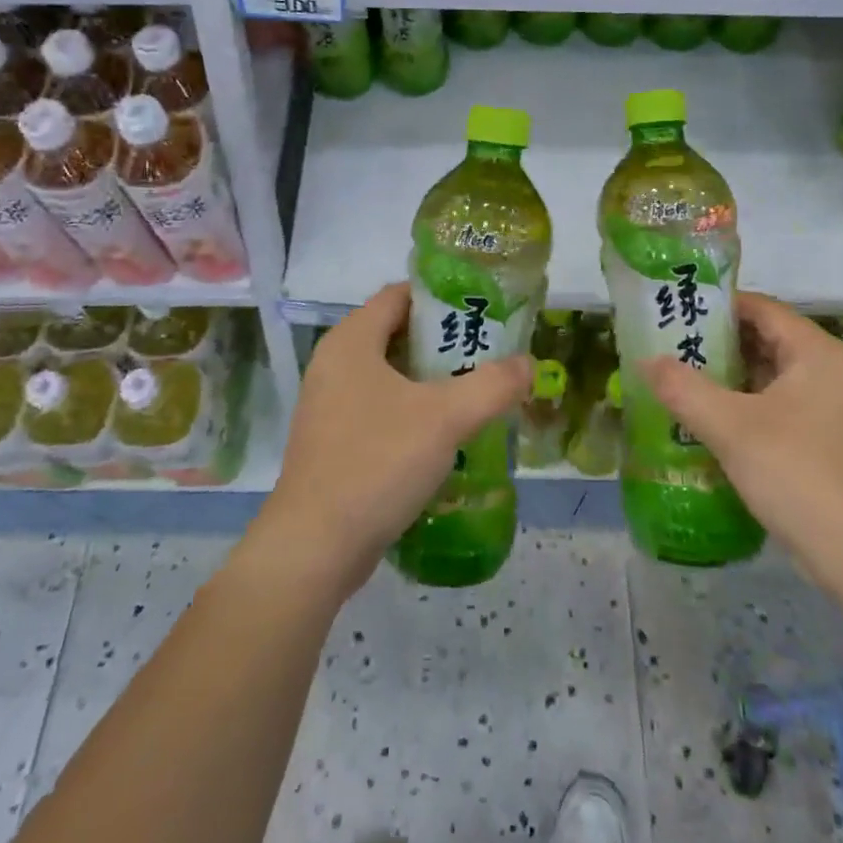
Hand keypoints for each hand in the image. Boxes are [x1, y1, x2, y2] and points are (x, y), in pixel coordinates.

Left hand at [251, 283, 530, 601]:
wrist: (314, 548)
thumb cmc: (378, 462)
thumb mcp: (446, 418)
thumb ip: (492, 385)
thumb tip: (528, 364)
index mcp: (352, 340)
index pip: (399, 294)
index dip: (441, 296)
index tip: (481, 308)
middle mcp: (334, 362)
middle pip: (396, 333)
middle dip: (442, 340)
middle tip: (487, 351)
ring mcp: (328, 404)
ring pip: (388, 374)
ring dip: (429, 379)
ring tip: (474, 390)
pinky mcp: (331, 440)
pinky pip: (378, 407)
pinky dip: (410, 409)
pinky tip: (443, 434)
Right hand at [635, 293, 842, 596]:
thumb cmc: (802, 476)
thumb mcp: (732, 428)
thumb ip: (684, 388)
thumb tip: (646, 359)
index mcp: (816, 352)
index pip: (760, 307)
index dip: (715, 305)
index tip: (673, 310)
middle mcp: (830, 372)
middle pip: (764, 341)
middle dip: (715, 345)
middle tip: (666, 349)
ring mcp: (833, 411)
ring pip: (770, 379)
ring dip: (727, 381)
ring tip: (677, 384)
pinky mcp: (830, 445)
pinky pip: (779, 411)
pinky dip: (745, 410)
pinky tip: (709, 426)